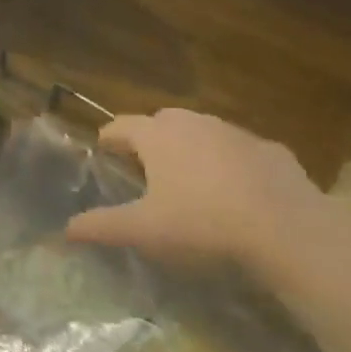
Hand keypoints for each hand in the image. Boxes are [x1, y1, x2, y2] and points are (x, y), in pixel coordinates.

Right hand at [65, 109, 332, 270]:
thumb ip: (102, 226)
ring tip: (188, 177)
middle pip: (162, 120)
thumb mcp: (144, 231)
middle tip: (144, 166)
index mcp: (158, 137)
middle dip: (150, 137)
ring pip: (203, 131)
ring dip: (191, 147)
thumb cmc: (202, 224)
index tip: (102, 149)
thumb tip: (66, 229)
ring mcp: (235, 133)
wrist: (285, 228)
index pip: (122, 126)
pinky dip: (229, 162)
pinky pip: (239, 150)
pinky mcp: (270, 149)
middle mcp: (194, 123)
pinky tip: (235, 190)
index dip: (109, 138)